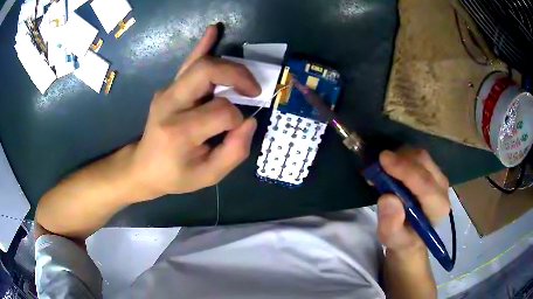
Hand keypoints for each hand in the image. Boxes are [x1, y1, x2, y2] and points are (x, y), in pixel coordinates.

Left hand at [129, 24, 260, 199]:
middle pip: (207, 72)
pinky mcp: (168, 88)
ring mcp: (167, 92)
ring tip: (247, 75)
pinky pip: (187, 63)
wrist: (143, 167)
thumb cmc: (175, 175)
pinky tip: (213, 30)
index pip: (221, 111)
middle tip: (253, 89)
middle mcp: (170, 104)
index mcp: (180, 131)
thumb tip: (249, 121)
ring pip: (200, 64)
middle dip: (237, 76)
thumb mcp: (208, 176)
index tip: (237, 129)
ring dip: (228, 65)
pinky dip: (203, 46)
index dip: (238, 119)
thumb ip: (234, 152)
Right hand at [377, 149, 449, 253]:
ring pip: (420, 156)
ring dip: (399, 156)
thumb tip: (387, 198)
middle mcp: (442, 188)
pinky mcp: (432, 170)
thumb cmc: (403, 239)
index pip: (425, 184)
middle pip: (423, 163)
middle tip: (377, 164)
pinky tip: (389, 166)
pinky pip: (416, 156)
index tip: (383, 159)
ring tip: (381, 169)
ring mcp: (438, 176)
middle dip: (399, 159)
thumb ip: (391, 225)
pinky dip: (401, 156)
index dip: (405, 170)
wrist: (412, 234)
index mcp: (438, 208)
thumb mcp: (393, 240)